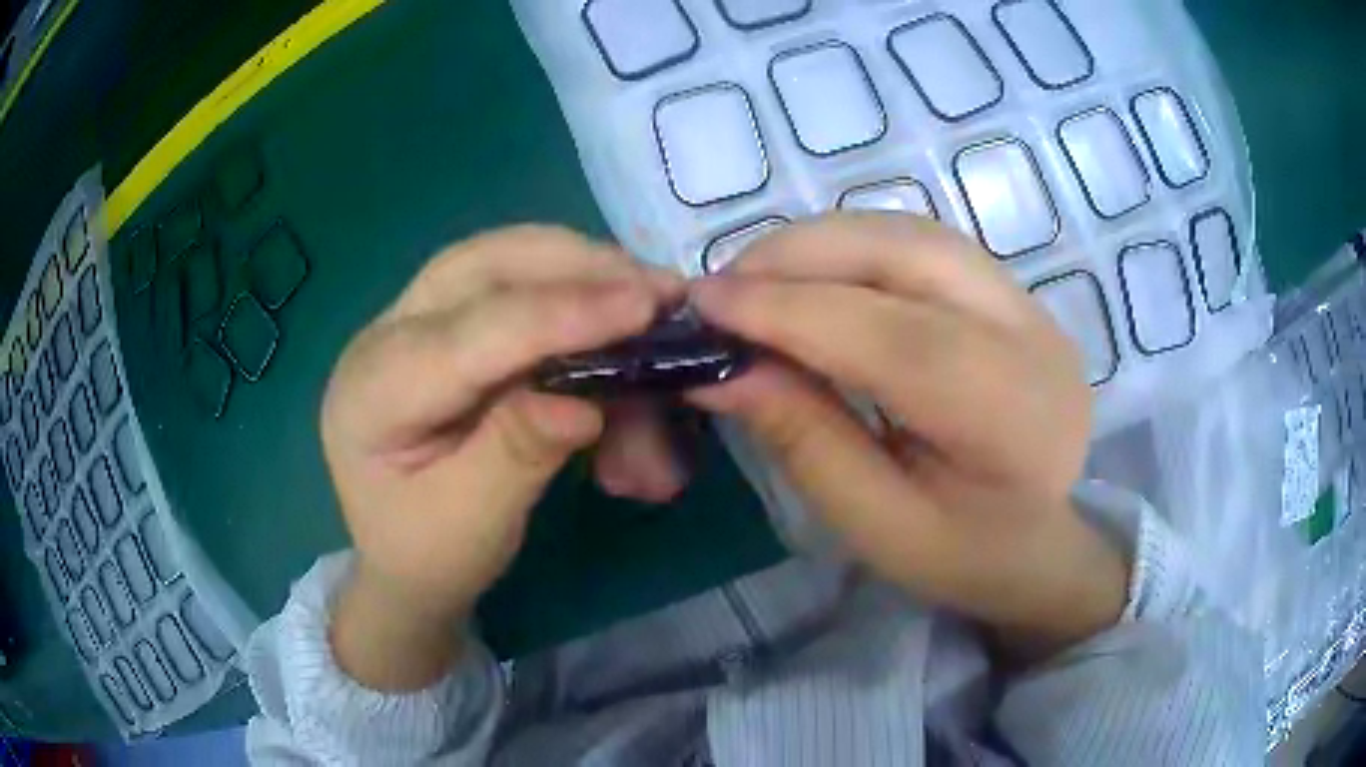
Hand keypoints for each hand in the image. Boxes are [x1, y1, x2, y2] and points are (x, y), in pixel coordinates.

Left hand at [320, 226, 680, 688]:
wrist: (393, 565)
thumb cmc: (427, 556)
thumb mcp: (472, 524)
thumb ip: (518, 456)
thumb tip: (586, 404)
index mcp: (375, 391)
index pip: (475, 333)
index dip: (564, 314)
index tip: (648, 305)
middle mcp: (385, 336)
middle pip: (483, 266)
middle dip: (576, 266)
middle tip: (659, 289)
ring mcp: (408, 324)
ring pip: (497, 261)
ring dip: (575, 270)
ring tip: (640, 299)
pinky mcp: (439, 329)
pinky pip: (505, 286)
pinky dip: (564, 292)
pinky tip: (602, 318)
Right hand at [687, 215, 1127, 660]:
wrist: (1044, 541)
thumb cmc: (963, 554)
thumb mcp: (877, 526)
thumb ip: (806, 441)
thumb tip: (723, 371)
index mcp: (1011, 419)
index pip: (894, 338)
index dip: (791, 310)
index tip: (705, 304)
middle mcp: (1032, 337)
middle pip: (908, 254)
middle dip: (800, 255)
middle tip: (723, 286)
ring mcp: (1030, 303)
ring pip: (913, 233)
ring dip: (824, 243)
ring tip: (759, 279)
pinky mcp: (1014, 291)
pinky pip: (924, 243)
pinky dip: (856, 246)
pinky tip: (816, 276)